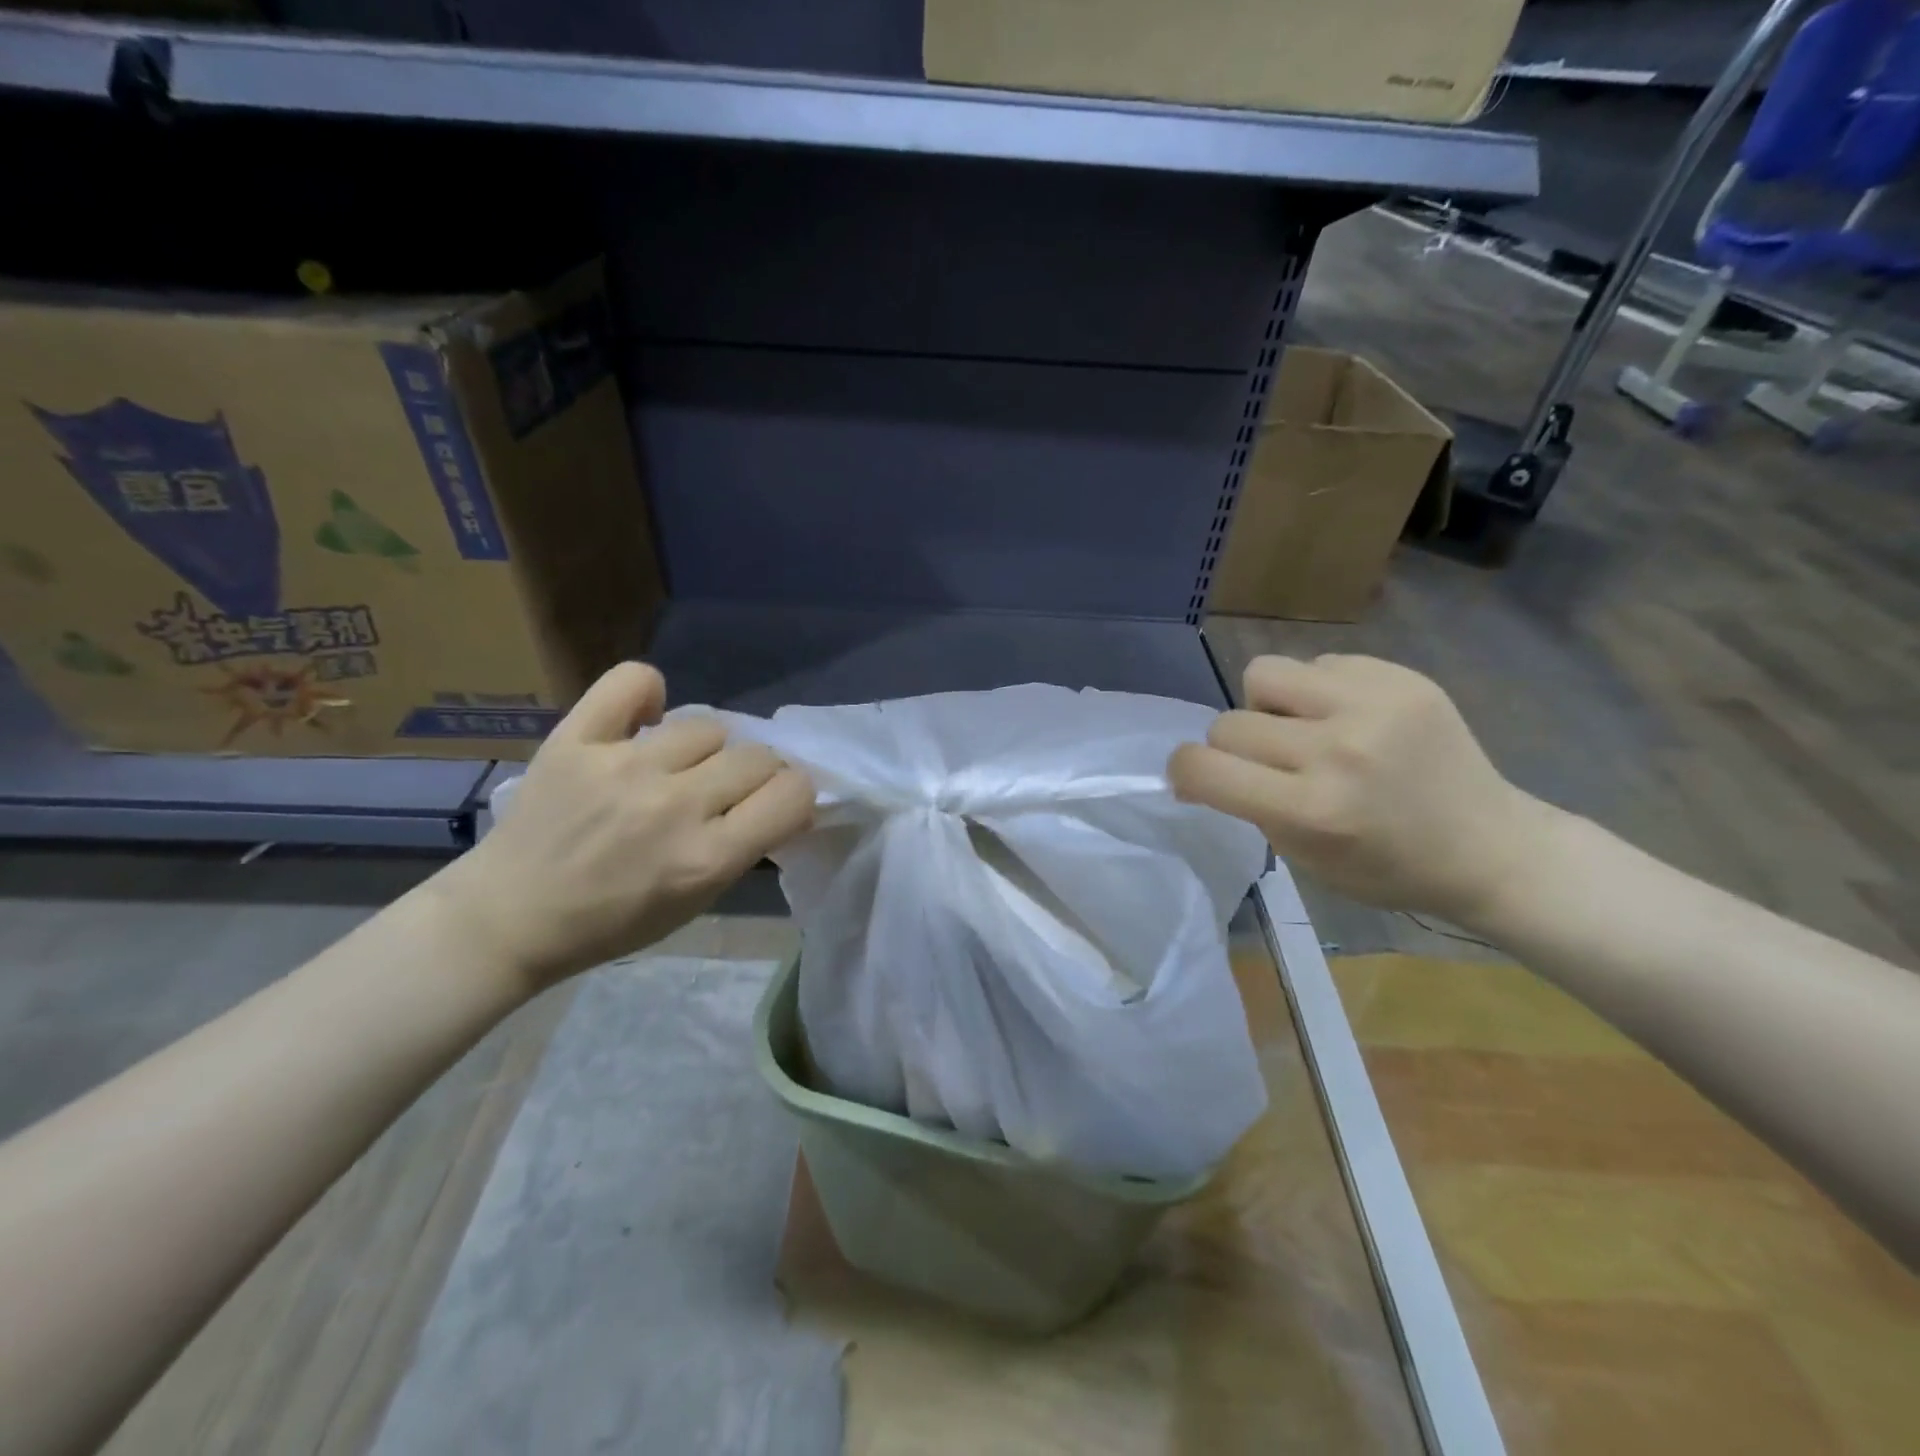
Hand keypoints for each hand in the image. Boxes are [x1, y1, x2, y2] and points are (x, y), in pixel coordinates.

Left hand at [440, 662, 813, 989]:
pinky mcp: (576, 740)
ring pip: (708, 726)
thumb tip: (784, 799)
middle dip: (756, 775)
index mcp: (706, 857)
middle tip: (726, 791)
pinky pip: (633, 682)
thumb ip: (745, 848)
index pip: (793, 793)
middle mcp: (673, 806)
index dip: (794, 796)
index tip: (775, 805)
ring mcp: (624, 767)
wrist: (510, 917)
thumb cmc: (613, 922)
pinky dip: (648, 693)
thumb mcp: (698, 901)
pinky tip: (645, 719)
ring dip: (706, 750)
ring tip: (678, 767)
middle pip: (757, 756)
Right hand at [1169, 654, 1551, 925]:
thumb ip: (1251, 806)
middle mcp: (1337, 750)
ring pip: (1262, 674)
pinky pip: (1317, 664)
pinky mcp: (1399, 676)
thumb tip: (1205, 767)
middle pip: (1228, 723)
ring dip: (1269, 705)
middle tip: (1271, 765)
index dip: (1185, 770)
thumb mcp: (1304, 857)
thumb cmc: (1386, 867)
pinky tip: (1350, 716)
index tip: (1198, 778)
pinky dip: (1318, 691)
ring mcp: (1371, 705)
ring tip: (1304, 727)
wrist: (1489, 846)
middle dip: (1235, 748)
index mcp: (1311, 810)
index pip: (1203, 767)